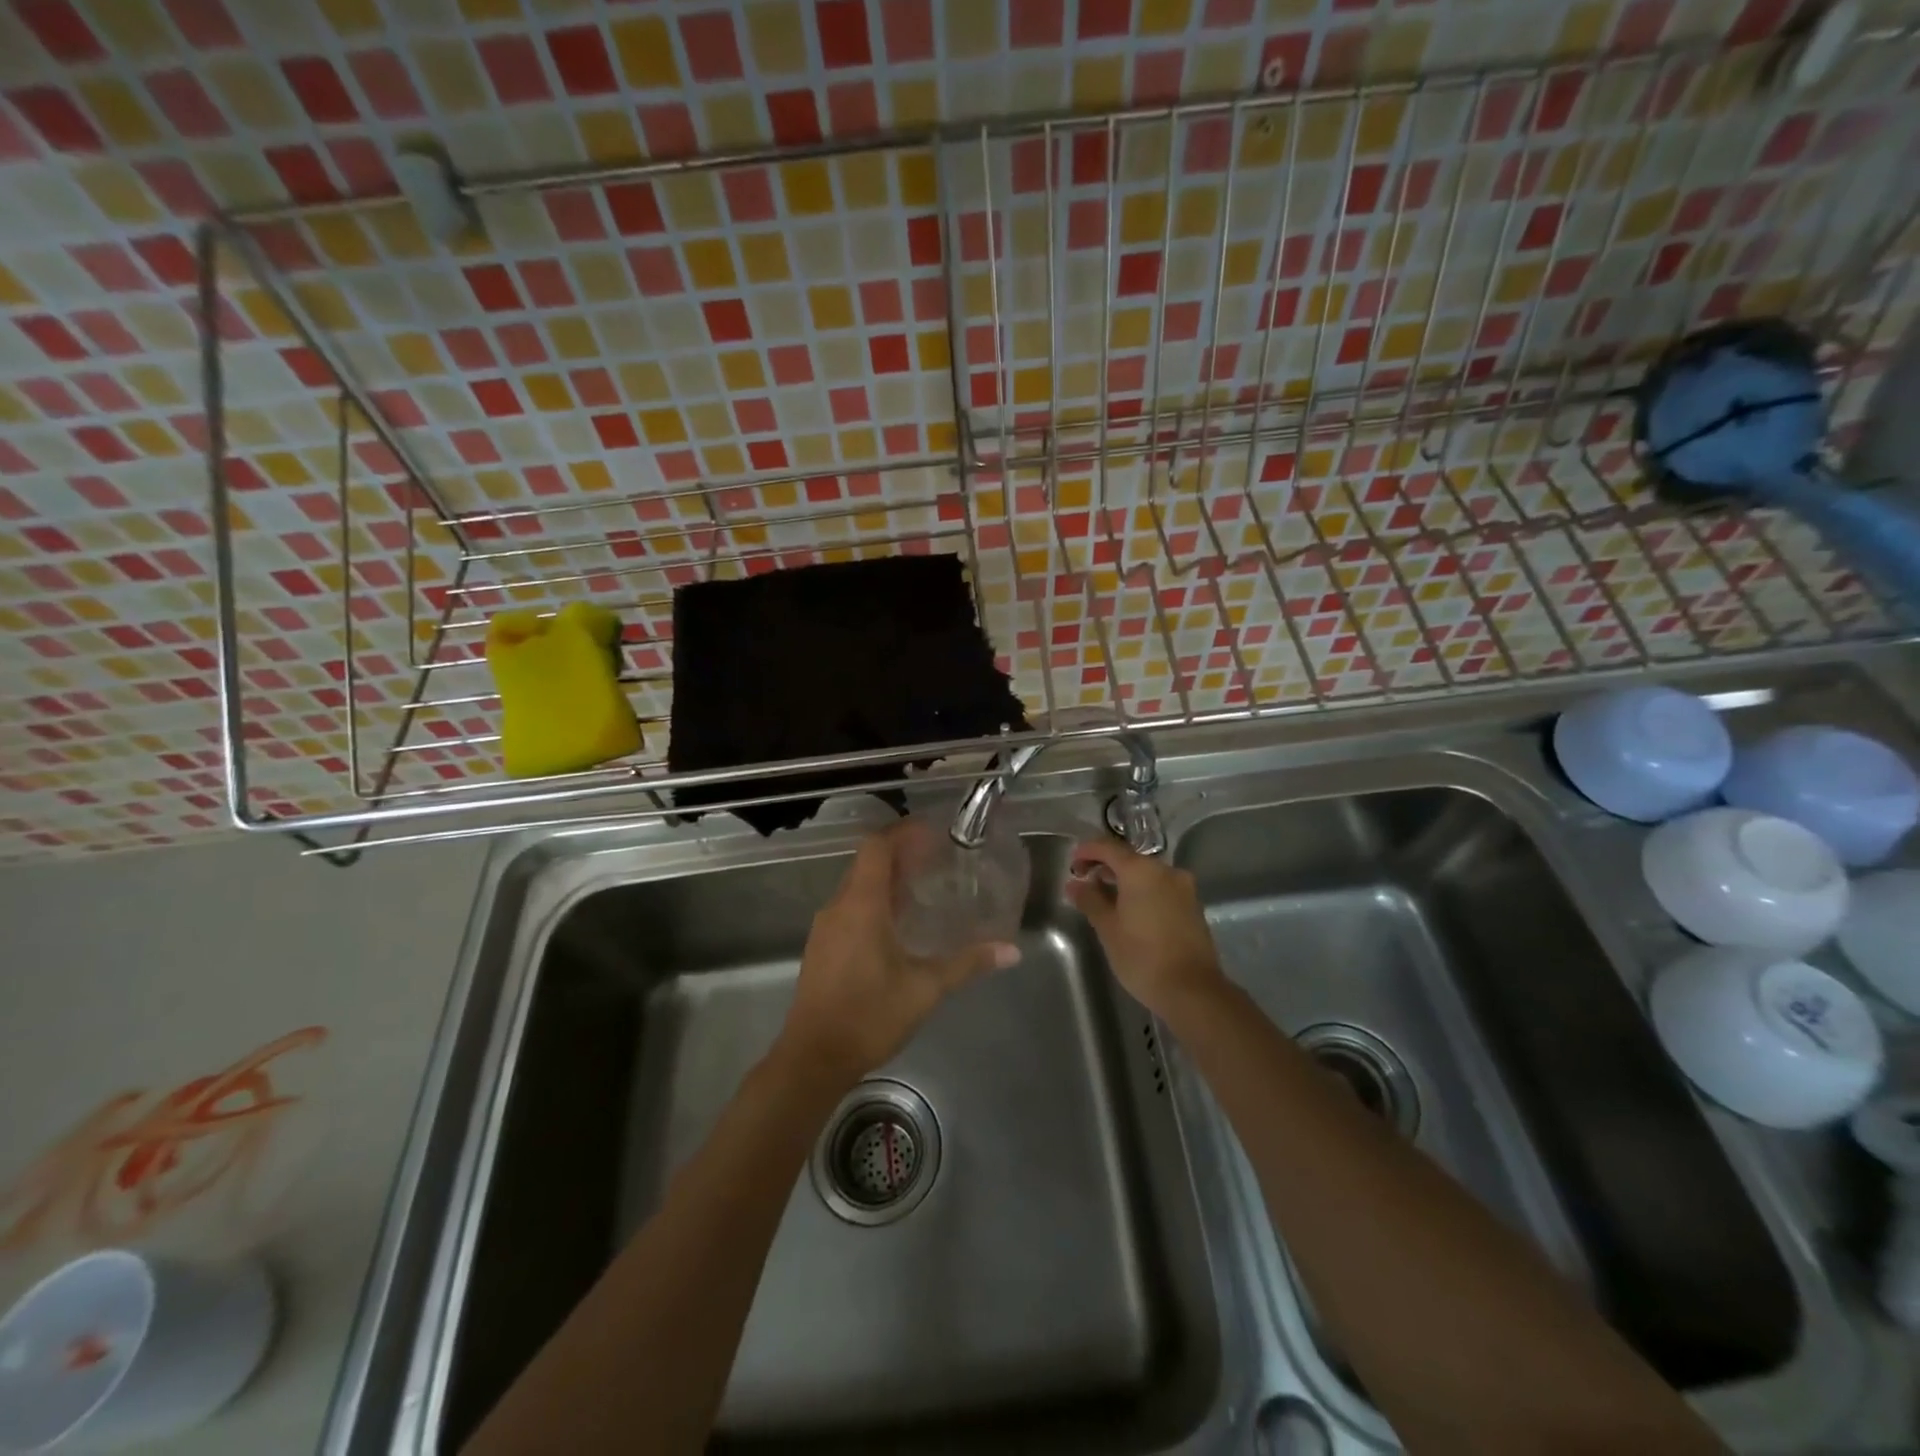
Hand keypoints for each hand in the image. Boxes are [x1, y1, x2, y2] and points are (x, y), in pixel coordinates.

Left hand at [779, 824, 1019, 1082]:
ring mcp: (825, 928)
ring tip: (922, 889)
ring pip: (857, 887)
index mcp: (861, 904)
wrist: (812, 1058)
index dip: (903, 833)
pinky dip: (874, 903)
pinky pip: (849, 908)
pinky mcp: (821, 948)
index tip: (933, 832)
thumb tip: (1010, 951)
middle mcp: (838, 907)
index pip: (877, 847)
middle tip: (937, 860)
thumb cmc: (869, 1015)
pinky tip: (897, 926)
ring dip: (887, 880)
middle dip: (900, 855)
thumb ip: (966, 963)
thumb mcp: (925, 988)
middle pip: (867, 863)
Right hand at [1066, 839, 1227, 1018]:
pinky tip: (1132, 912)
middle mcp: (1165, 870)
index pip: (1107, 847)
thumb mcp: (1107, 928)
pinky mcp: (1193, 906)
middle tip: (1085, 883)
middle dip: (1105, 866)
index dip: (1086, 851)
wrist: (1192, 990)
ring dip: (1125, 880)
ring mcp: (1183, 888)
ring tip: (1106, 899)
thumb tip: (1075, 884)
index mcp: (1141, 870)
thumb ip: (1089, 900)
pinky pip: (1161, 888)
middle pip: (1129, 858)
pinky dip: (1143, 892)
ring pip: (1147, 874)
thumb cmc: (1142, 957)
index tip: (1072, 865)